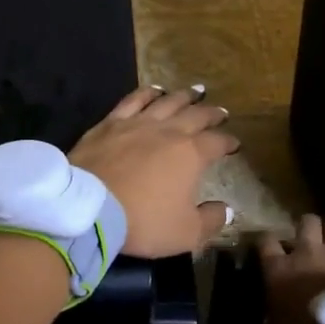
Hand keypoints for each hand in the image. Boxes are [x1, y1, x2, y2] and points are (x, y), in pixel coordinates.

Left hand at [69, 86, 238, 258]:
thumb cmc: (143, 221)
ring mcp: (137, 123)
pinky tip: (154, 90)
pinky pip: (133, 100)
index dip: (228, 142)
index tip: (235, 144)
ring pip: (167, 102)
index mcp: (191, 154)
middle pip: (195, 115)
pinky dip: (147, 93)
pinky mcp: (110, 123)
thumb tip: (226, 209)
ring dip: (184, 96)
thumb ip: (210, 220)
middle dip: (211, 114)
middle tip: (221, 112)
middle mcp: (168, 131)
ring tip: (195, 91)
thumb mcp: (185, 233)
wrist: (89, 208)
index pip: (216, 142)